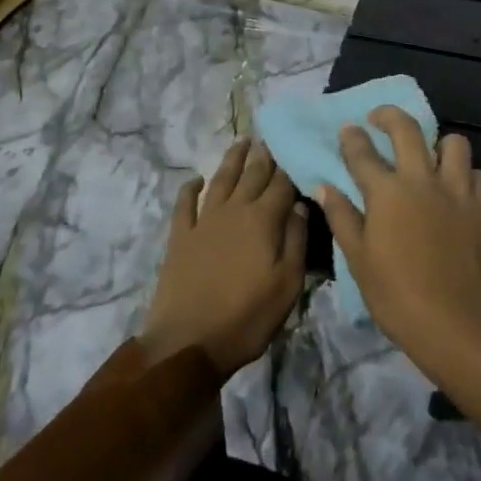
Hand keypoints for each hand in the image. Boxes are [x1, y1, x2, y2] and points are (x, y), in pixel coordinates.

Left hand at [138, 138, 307, 377]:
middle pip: (251, 176)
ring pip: (220, 180)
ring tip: (241, 142)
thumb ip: (296, 240)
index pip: (282, 185)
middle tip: (270, 138)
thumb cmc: (247, 317)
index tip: (297, 150)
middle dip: (263, 156)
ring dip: (232, 160)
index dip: (290, 168)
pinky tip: (195, 179)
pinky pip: (184, 204)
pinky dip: (190, 189)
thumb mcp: (287, 284)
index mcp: (263, 220)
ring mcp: (203, 222)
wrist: (188, 342)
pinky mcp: (180, 238)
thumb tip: (300, 205)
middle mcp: (233, 211)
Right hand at [318, 107, 480, 377]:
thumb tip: (325, 187)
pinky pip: (476, 175)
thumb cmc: (399, 297)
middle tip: (380, 118)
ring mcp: (459, 191)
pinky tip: (458, 190)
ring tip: (430, 157)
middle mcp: (423, 180)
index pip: (363, 152)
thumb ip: (343, 218)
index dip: (352, 137)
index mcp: (387, 192)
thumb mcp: (359, 261)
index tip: (348, 128)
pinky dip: (465, 175)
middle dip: (389, 116)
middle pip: (407, 129)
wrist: (461, 325)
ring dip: (437, 144)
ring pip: (453, 143)